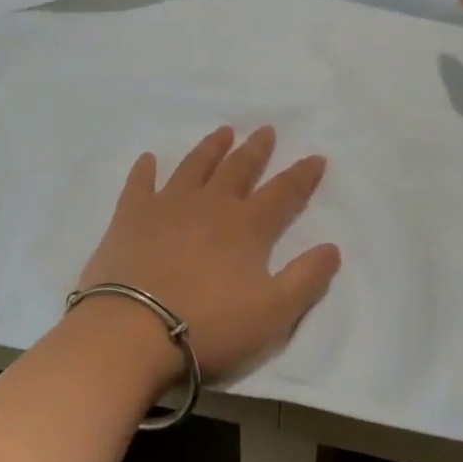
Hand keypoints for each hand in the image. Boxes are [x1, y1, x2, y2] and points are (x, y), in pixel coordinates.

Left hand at [73, 126, 340, 384]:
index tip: (316, 157)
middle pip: (238, 169)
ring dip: (211, 148)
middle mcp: (210, 205)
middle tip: (266, 130)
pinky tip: (148, 159)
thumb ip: (306, 279)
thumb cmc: (209, 325)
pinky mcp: (130, 216)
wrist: (133, 331)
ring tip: (223, 132)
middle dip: (255, 150)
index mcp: (246, 227)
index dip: (302, 175)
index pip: (283, 193)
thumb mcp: (273, 314)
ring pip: (194, 167)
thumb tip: (332, 247)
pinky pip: (140, 184)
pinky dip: (145, 170)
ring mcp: (167, 206)